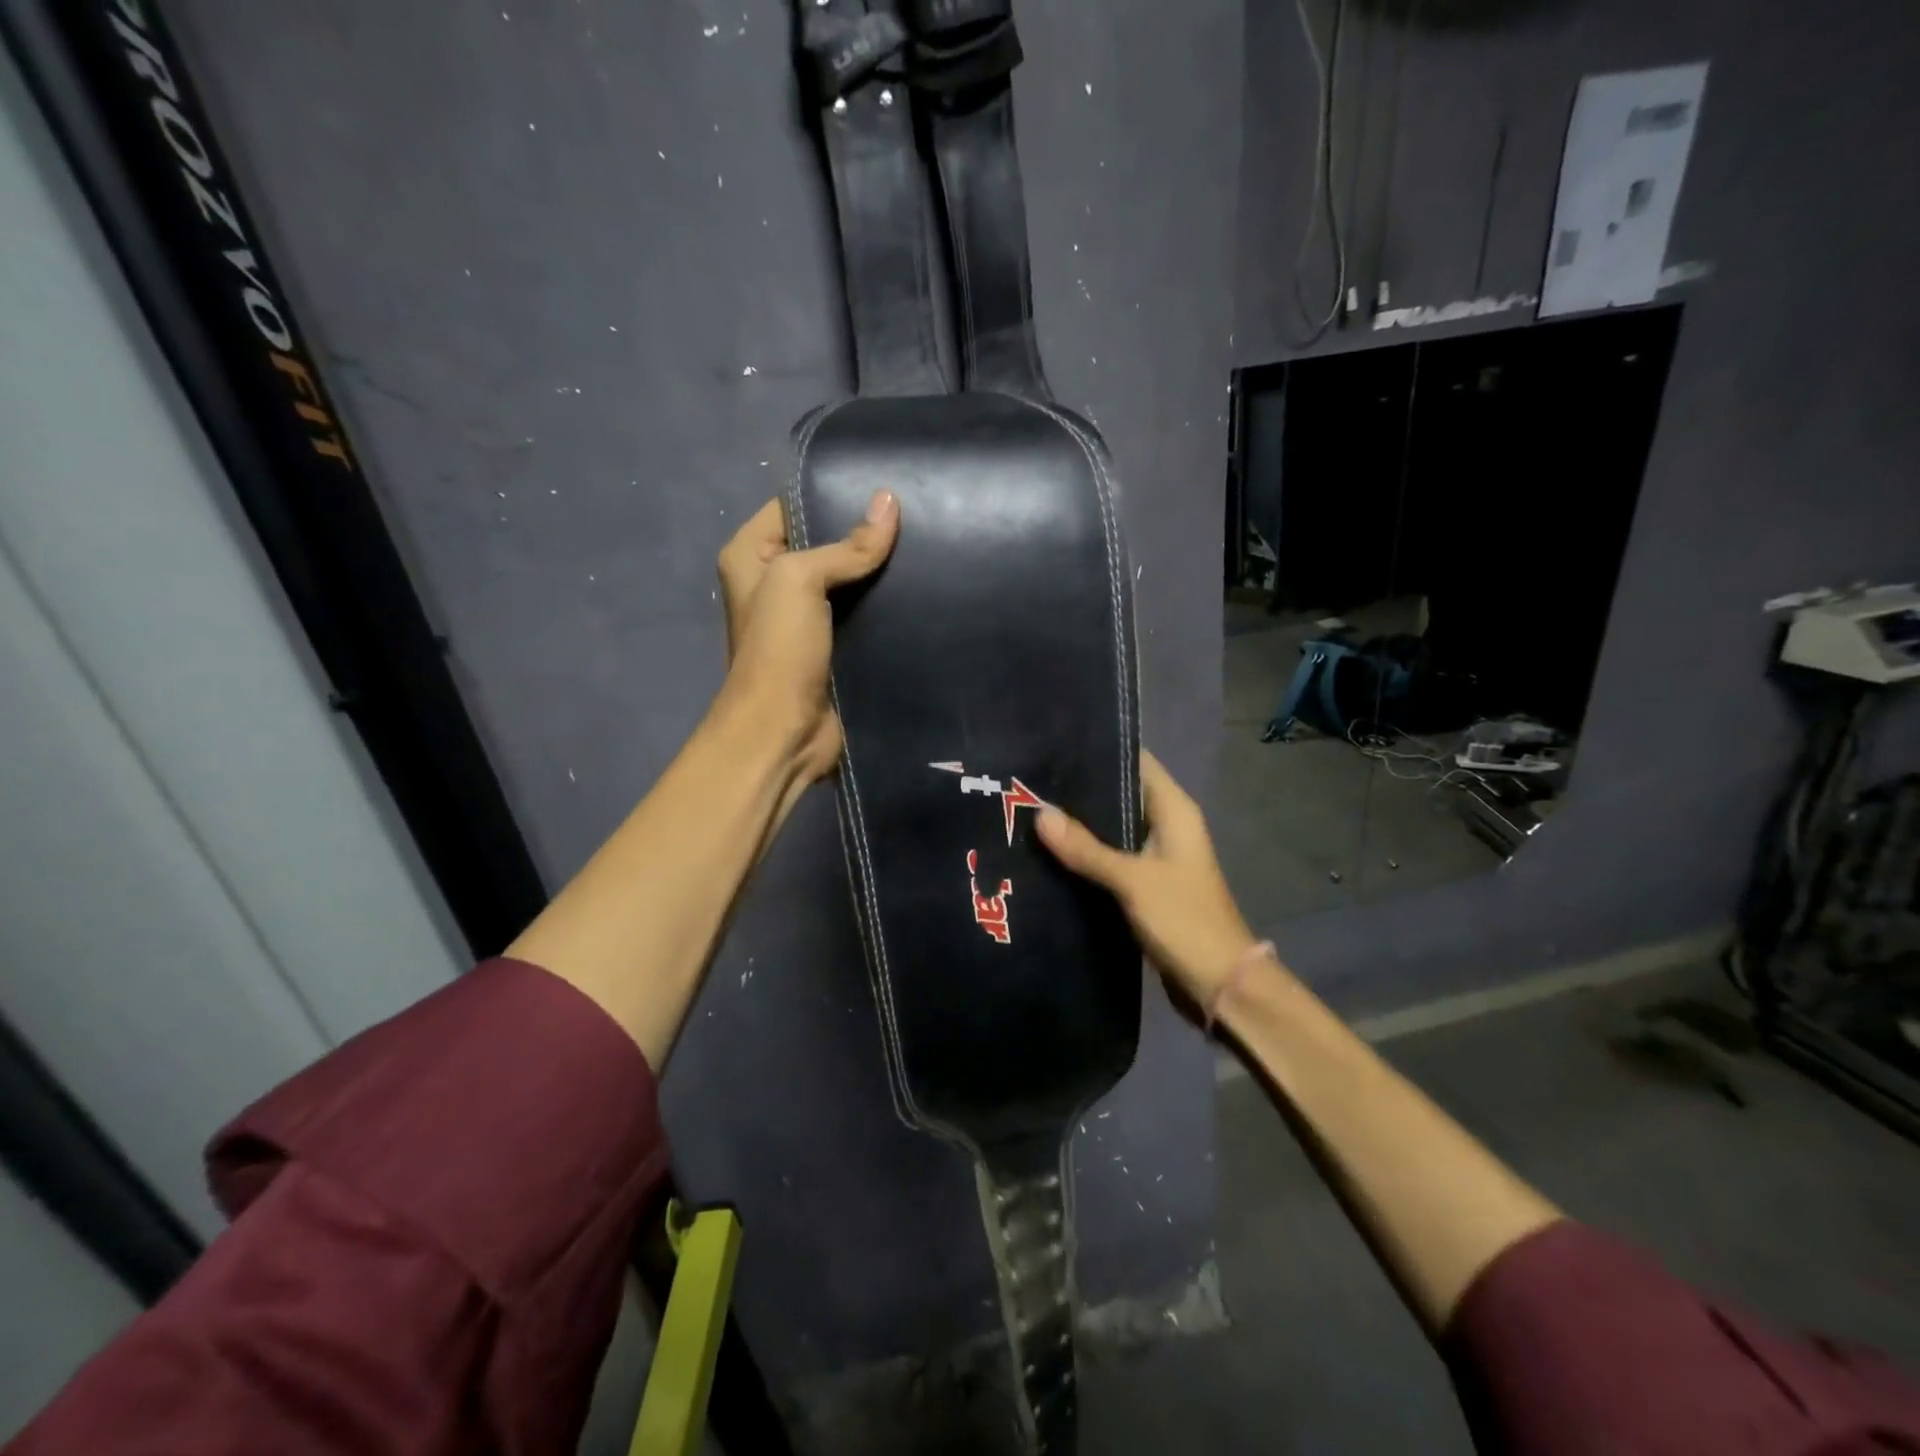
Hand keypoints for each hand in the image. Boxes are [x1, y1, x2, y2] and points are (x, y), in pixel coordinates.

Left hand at [715, 490, 899, 784]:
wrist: (783, 734)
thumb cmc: (779, 650)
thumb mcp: (799, 581)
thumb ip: (846, 546)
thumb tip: (889, 502)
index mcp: (751, 556)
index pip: (794, 505)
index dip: (834, 493)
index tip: (885, 486)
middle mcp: (777, 583)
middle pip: (827, 544)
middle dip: (867, 534)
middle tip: (919, 515)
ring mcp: (809, 619)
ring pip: (852, 582)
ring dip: (883, 573)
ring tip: (930, 547)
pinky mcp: (837, 649)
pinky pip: (866, 617)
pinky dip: (889, 607)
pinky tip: (925, 590)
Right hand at [1036, 751, 1258, 1002]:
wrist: (1219, 984)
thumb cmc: (1184, 920)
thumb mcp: (1132, 881)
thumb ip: (1086, 848)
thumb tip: (1040, 813)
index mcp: (1174, 811)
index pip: (1136, 762)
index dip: (1100, 750)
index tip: (1056, 743)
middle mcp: (1166, 826)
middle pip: (1119, 795)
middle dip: (1079, 790)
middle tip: (1029, 781)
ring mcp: (1155, 857)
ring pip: (1110, 829)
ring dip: (1079, 825)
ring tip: (1029, 810)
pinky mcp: (1144, 885)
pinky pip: (1109, 859)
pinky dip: (1084, 856)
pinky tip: (1049, 853)